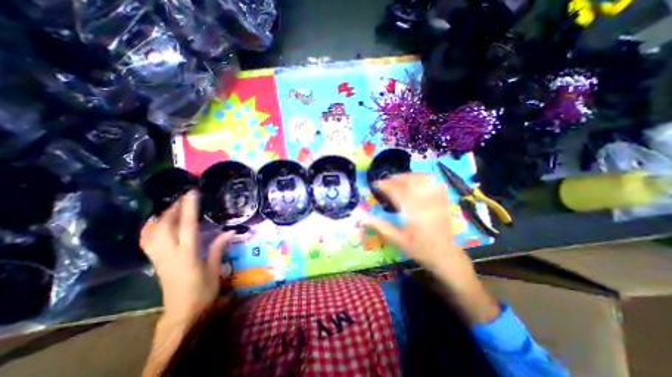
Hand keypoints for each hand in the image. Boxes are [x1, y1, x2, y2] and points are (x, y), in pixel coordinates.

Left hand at [139, 191, 234, 319]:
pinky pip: (147, 241)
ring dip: (162, 216)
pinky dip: (149, 228)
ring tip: (173, 206)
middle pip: (165, 225)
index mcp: (188, 254)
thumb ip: (219, 248)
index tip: (192, 193)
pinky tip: (156, 222)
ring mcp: (159, 257)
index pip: (187, 226)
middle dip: (173, 208)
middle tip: (184, 197)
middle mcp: (169, 253)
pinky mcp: (155, 262)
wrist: (182, 312)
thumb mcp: (215, 269)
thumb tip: (230, 231)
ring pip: (153, 231)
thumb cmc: (203, 290)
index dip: (189, 208)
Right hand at [366, 174, 501, 324]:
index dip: (384, 185)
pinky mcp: (442, 200)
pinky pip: (434, 183)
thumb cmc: (420, 249)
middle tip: (385, 182)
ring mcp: (435, 199)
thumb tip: (363, 218)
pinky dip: (424, 178)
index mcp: (412, 211)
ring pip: (421, 179)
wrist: (445, 255)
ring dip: (408, 176)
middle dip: (395, 178)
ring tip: (398, 179)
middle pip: (409, 181)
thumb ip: (380, 227)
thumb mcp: (397, 240)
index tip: (375, 184)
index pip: (396, 191)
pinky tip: (417, 180)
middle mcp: (424, 202)